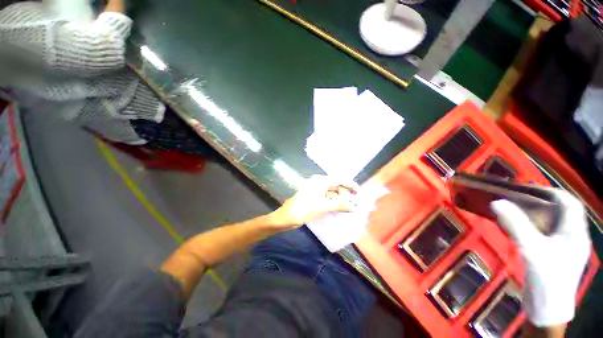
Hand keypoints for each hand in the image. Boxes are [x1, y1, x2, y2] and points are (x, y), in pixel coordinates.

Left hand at [269, 175, 358, 229]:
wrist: (287, 217)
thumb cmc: (304, 209)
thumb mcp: (323, 206)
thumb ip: (340, 205)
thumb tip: (355, 207)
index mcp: (320, 181)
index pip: (339, 180)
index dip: (350, 185)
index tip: (359, 192)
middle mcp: (318, 183)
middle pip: (335, 187)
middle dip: (345, 195)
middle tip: (355, 203)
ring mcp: (315, 191)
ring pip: (331, 193)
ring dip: (340, 200)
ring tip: (349, 208)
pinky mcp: (313, 198)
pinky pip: (326, 199)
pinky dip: (333, 204)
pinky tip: (338, 210)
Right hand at [491, 189, 590, 326]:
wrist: (548, 311)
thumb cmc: (547, 278)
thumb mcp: (531, 250)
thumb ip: (516, 225)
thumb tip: (497, 202)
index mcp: (575, 232)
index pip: (569, 202)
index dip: (551, 192)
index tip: (527, 188)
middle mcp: (574, 237)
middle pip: (562, 212)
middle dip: (542, 202)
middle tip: (519, 199)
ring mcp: (566, 248)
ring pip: (555, 224)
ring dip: (538, 215)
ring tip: (518, 212)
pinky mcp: (556, 257)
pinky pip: (548, 235)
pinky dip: (536, 228)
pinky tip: (522, 231)